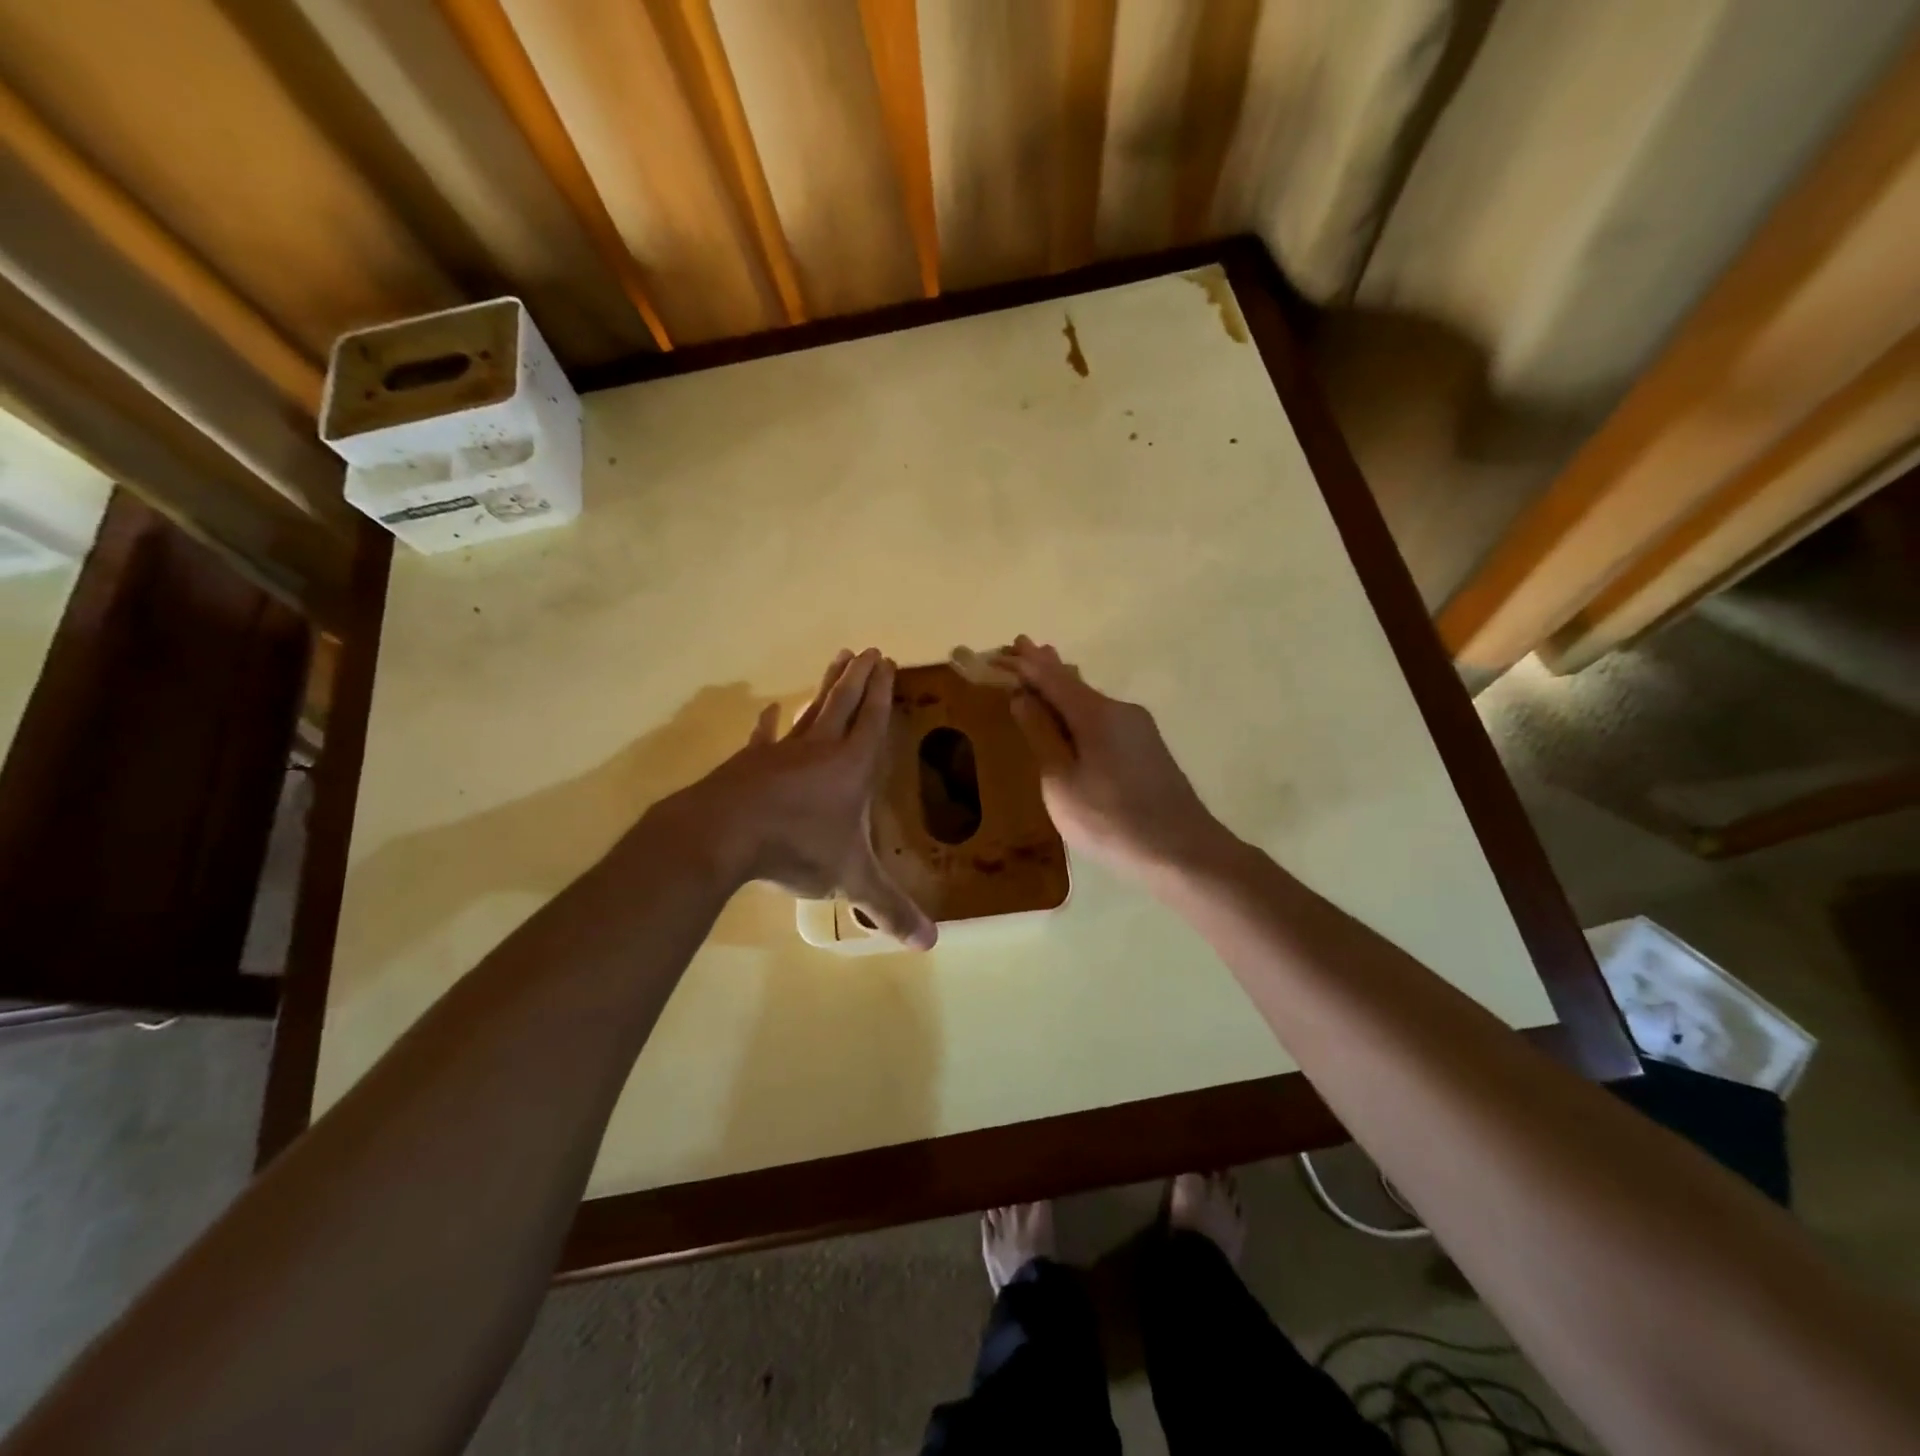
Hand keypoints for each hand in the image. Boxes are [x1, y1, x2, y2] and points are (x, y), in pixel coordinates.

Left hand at [653, 649, 936, 948]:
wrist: (724, 835)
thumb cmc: (797, 847)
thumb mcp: (850, 880)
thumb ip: (888, 908)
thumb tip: (930, 944)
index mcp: (851, 766)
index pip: (873, 720)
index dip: (882, 692)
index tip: (886, 662)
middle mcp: (820, 749)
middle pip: (844, 703)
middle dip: (858, 677)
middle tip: (868, 650)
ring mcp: (781, 752)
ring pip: (811, 711)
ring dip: (825, 687)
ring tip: (836, 660)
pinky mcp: (749, 763)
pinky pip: (764, 737)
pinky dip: (769, 723)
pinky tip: (769, 710)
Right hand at [1004, 637, 1231, 885]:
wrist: (1182, 852)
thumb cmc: (1110, 820)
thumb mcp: (1062, 782)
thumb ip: (1041, 736)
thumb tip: (1023, 697)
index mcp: (1097, 714)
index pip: (1053, 678)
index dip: (1027, 664)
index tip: (1009, 644)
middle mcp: (1121, 711)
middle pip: (1075, 683)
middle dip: (1047, 667)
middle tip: (1023, 647)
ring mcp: (1139, 730)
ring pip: (1092, 701)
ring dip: (1065, 688)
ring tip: (1045, 672)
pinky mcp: (1148, 750)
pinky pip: (1104, 718)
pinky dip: (1081, 710)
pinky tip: (1075, 715)